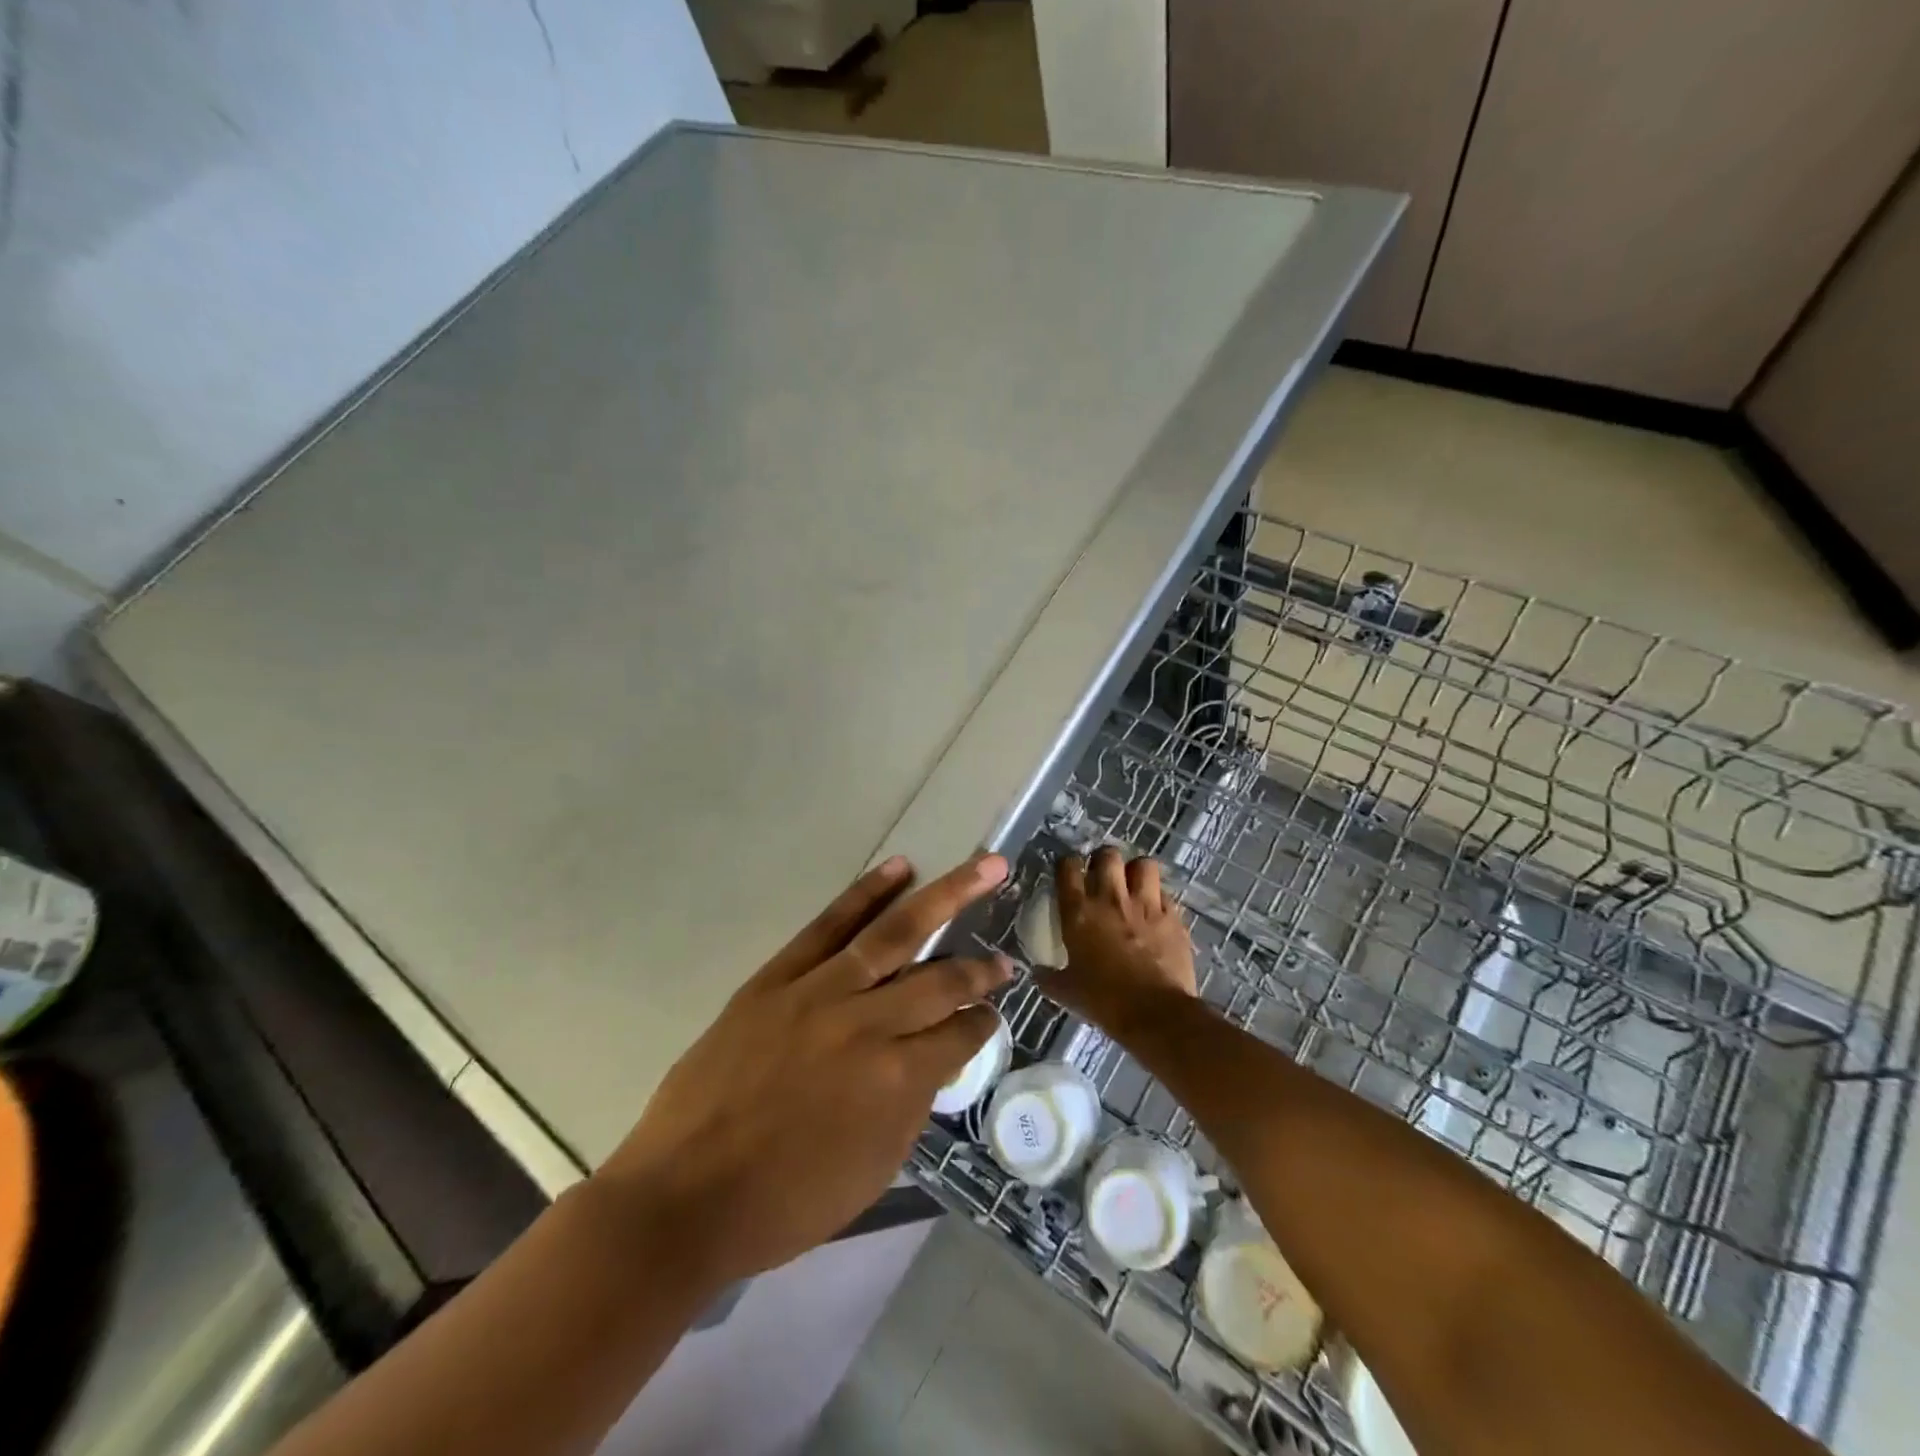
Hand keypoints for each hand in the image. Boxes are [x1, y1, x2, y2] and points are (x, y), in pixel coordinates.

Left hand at [594, 854, 1011, 1286]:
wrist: (684, 1197)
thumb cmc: (785, 1201)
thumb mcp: (872, 1169)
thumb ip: (912, 1104)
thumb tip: (934, 1056)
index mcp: (897, 1078)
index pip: (960, 1033)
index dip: (983, 1021)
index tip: (992, 1011)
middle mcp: (869, 1023)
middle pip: (942, 978)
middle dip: (982, 965)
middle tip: (1006, 953)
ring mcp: (821, 991)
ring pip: (895, 932)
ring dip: (946, 896)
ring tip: (984, 867)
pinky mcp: (778, 977)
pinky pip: (829, 925)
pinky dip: (867, 893)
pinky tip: (900, 869)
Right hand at [1044, 847, 1196, 1032]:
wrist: (1155, 1013)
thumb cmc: (1104, 1000)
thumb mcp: (1067, 992)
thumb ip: (1050, 978)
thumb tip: (1037, 973)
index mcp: (1079, 911)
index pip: (1068, 867)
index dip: (1067, 865)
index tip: (1069, 872)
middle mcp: (1111, 898)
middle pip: (1107, 855)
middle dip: (1104, 860)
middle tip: (1103, 875)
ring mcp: (1145, 905)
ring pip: (1143, 865)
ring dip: (1137, 871)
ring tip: (1134, 884)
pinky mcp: (1173, 917)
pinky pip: (1165, 894)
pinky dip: (1159, 899)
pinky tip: (1156, 912)